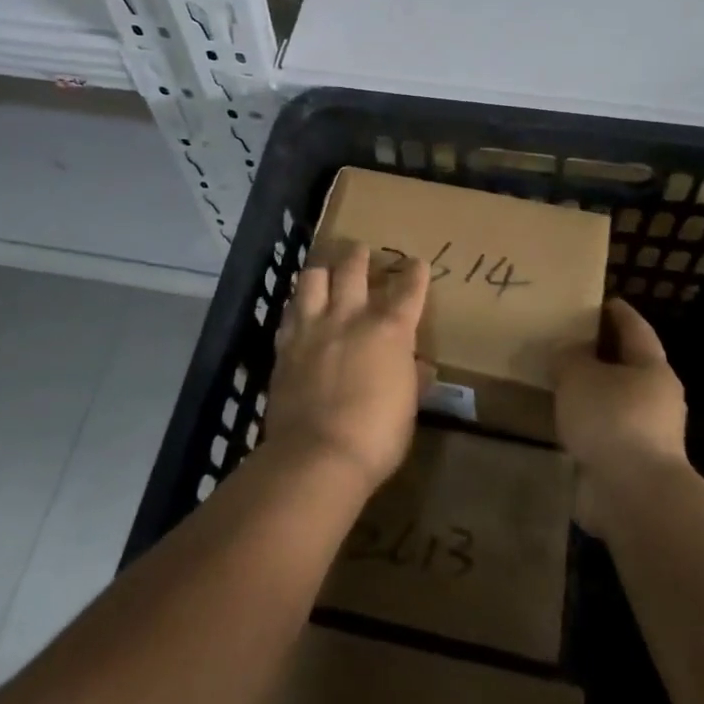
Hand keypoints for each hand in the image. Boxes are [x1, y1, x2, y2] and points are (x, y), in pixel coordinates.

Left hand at [266, 243, 430, 494]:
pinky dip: (297, 305)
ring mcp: (313, 328)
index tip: (417, 264)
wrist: (317, 454)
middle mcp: (350, 317)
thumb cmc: (376, 436)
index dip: (415, 273)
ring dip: (321, 270)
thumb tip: (419, 365)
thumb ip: (411, 379)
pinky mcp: (285, 345)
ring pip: (312, 279)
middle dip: (359, 255)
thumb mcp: (407, 408)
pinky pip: (289, 312)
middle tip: (360, 250)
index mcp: (389, 331)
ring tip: (324, 271)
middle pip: (353, 268)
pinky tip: (299, 309)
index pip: (408, 290)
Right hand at [553, 299, 690, 531]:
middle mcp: (657, 397)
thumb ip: (569, 357)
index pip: (634, 326)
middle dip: (599, 353)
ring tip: (558, 382)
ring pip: (615, 399)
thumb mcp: (579, 375)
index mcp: (652, 367)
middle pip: (627, 363)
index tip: (592, 301)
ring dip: (592, 391)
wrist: (634, 496)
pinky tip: (564, 421)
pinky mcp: (633, 463)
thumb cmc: (612, 420)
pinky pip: (606, 430)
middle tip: (565, 341)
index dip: (614, 311)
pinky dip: (588, 422)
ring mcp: (648, 433)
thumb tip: (568, 351)